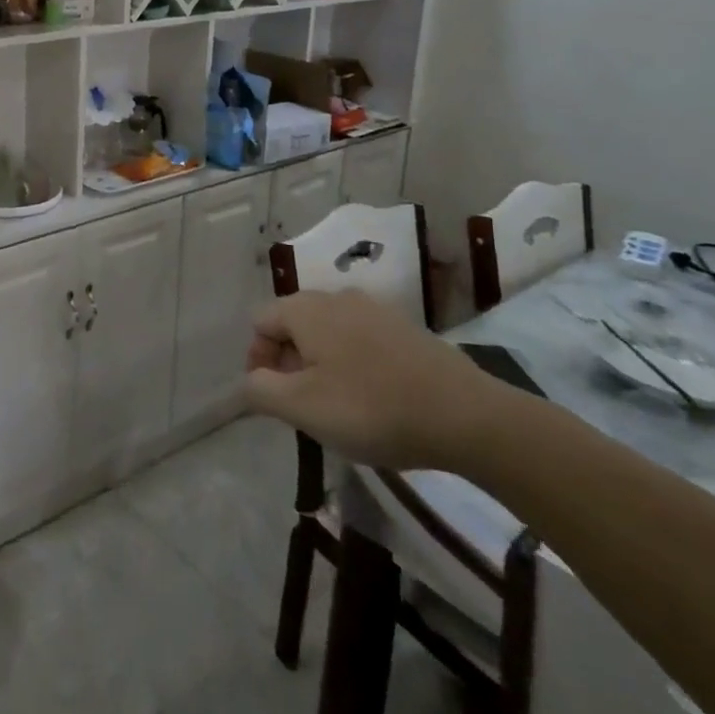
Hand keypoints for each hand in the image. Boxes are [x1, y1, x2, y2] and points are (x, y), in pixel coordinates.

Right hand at [243, 291, 510, 470]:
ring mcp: (377, 310)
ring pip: (329, 332)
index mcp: (307, 309)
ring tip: (338, 406)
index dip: (257, 360)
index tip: (273, 398)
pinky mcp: (408, 330)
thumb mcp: (302, 408)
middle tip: (303, 406)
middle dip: (289, 362)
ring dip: (321, 364)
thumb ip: (260, 390)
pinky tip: (374, 399)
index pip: (261, 322)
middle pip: (294, 324)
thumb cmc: (371, 408)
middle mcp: (338, 297)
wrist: (468, 416)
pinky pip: (362, 340)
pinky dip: (354, 364)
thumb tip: (246, 381)